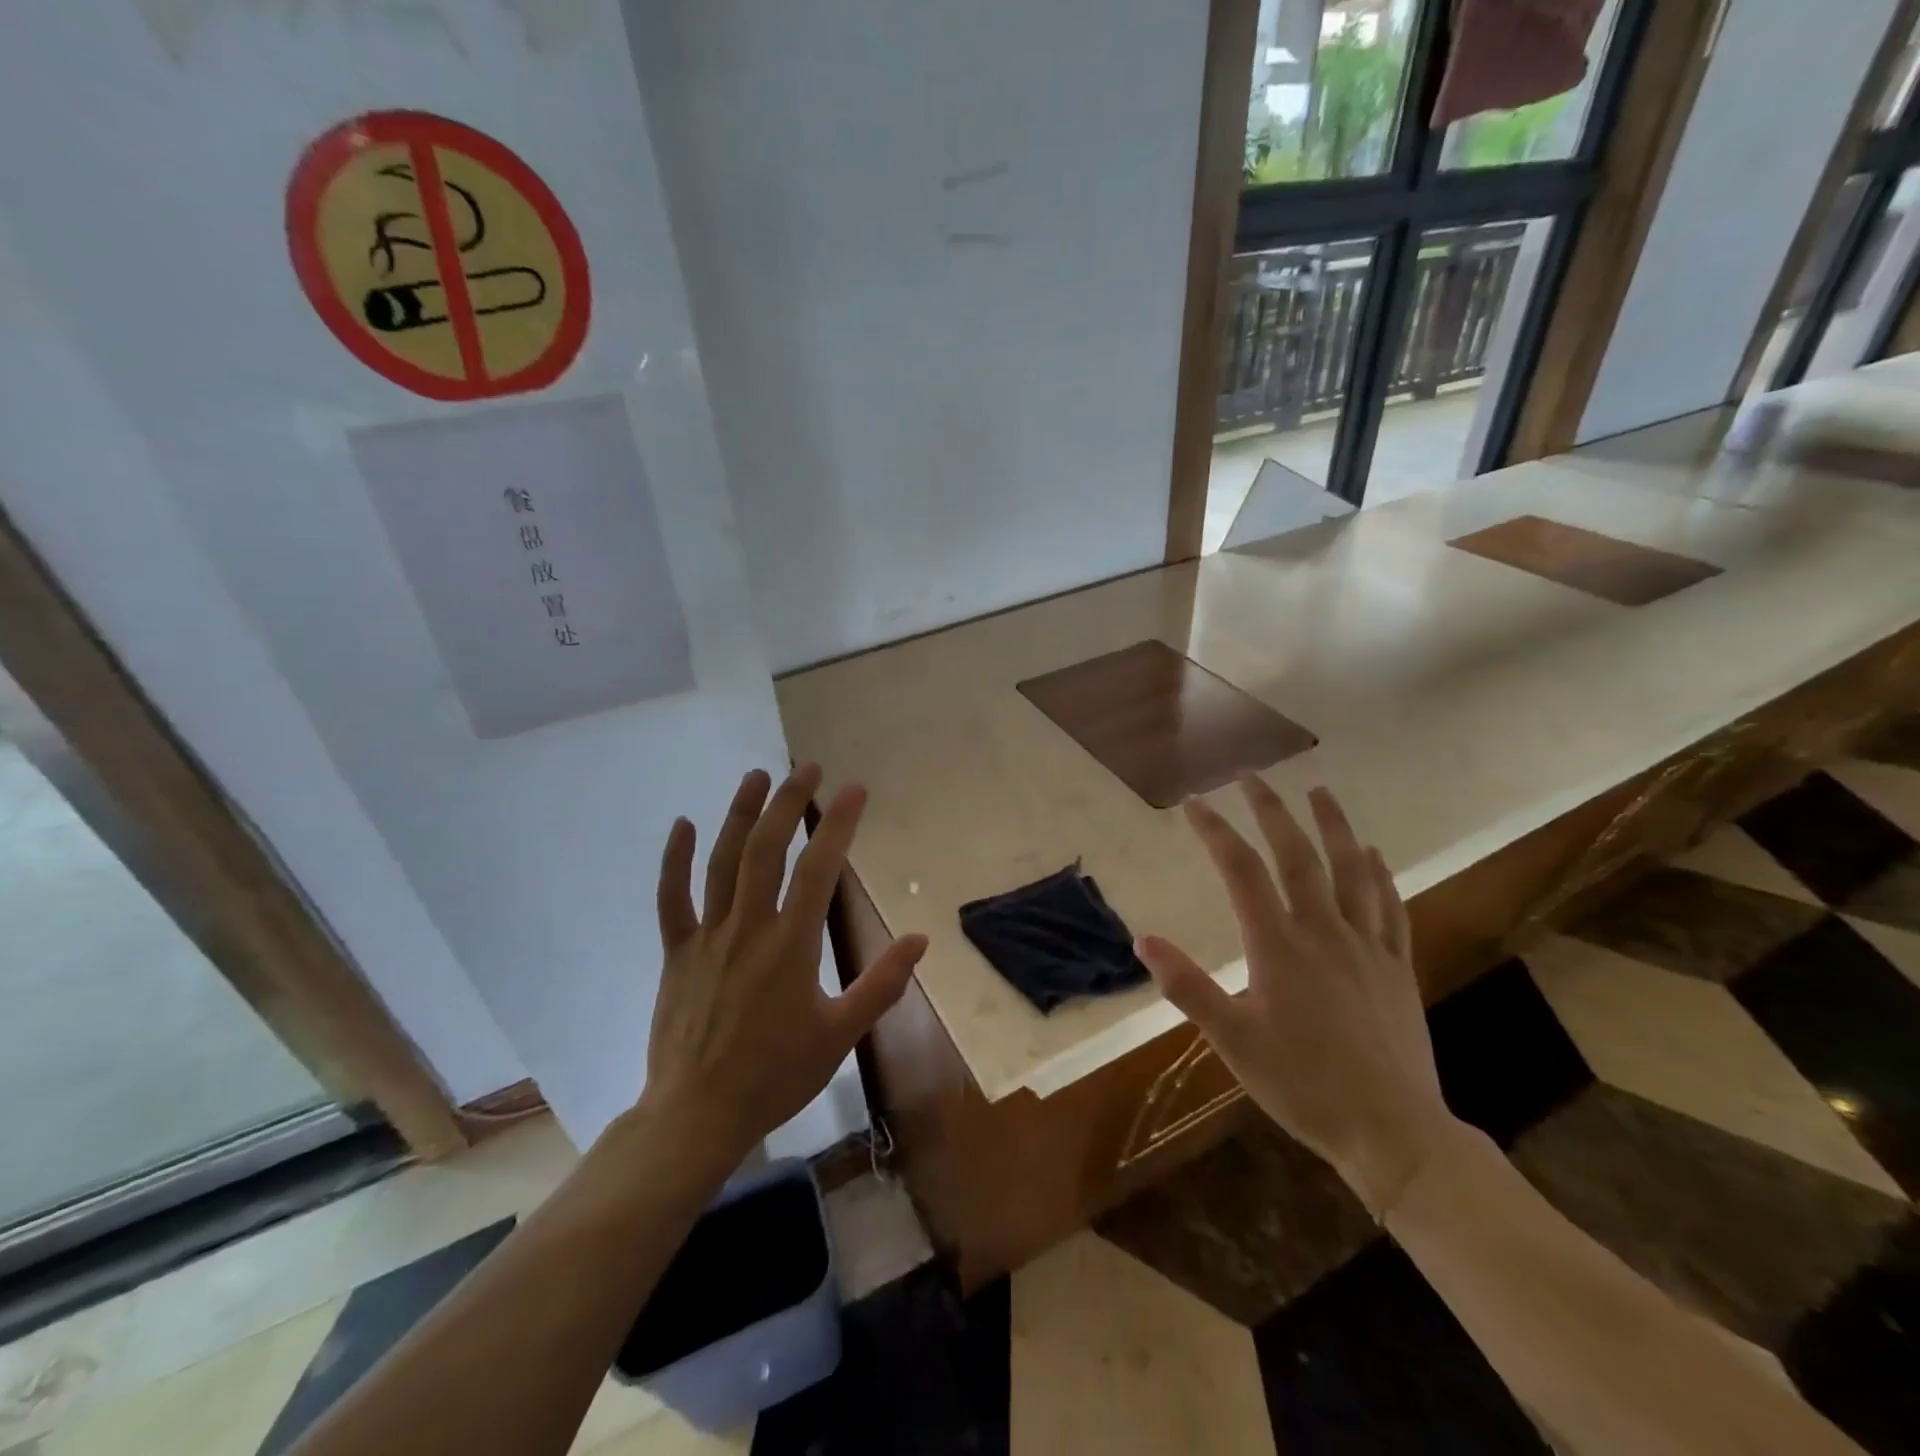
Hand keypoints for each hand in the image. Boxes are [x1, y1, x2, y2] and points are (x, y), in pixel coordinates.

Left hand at [643, 764, 926, 1163]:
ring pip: (720, 862)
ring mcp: (707, 937)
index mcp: (790, 945)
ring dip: (740, 814)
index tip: (855, 790)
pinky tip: (683, 824)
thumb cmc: (775, 1076)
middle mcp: (747, 928)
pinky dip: (674, 860)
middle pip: (766, 850)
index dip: (838, 824)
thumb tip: (919, 939)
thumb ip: (881, 984)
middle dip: (788, 803)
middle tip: (807, 767)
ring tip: (757, 776)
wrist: (696, 1116)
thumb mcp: (840, 1035)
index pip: (818, 869)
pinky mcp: (677, 952)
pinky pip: (671, 899)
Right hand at [1136, 776, 1455, 1216]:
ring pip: (1350, 870)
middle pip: (1297, 856)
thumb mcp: (1232, 1041)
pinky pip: (1389, 906)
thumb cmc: (1302, 1085)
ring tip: (1319, 791)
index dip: (1216, 831)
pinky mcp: (1396, 966)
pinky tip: (1372, 854)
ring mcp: (1367, 946)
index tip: (1195, 802)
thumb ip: (1187, 986)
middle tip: (1252, 777)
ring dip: (1333, 826)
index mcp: (1278, 946)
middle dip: (1271, 811)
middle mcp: (1323, 931)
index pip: (1242, 871)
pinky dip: (1378, 873)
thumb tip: (1143, 940)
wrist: (1391, 1130)